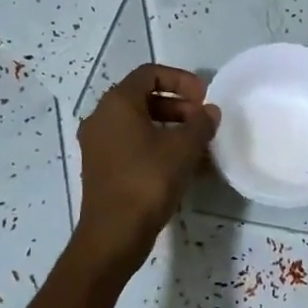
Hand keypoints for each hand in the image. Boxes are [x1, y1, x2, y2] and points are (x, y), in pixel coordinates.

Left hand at [73, 64, 219, 273]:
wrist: (113, 234)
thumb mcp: (183, 149)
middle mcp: (101, 117)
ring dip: (168, 125)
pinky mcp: (101, 166)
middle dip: (177, 104)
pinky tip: (180, 164)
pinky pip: (131, 143)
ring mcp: (97, 143)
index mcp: (117, 103)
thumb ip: (200, 124)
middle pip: (142, 97)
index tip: (204, 97)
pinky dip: (155, 144)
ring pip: (137, 122)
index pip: (149, 73)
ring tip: (196, 143)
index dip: (180, 79)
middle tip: (202, 120)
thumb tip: (210, 112)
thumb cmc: (147, 181)